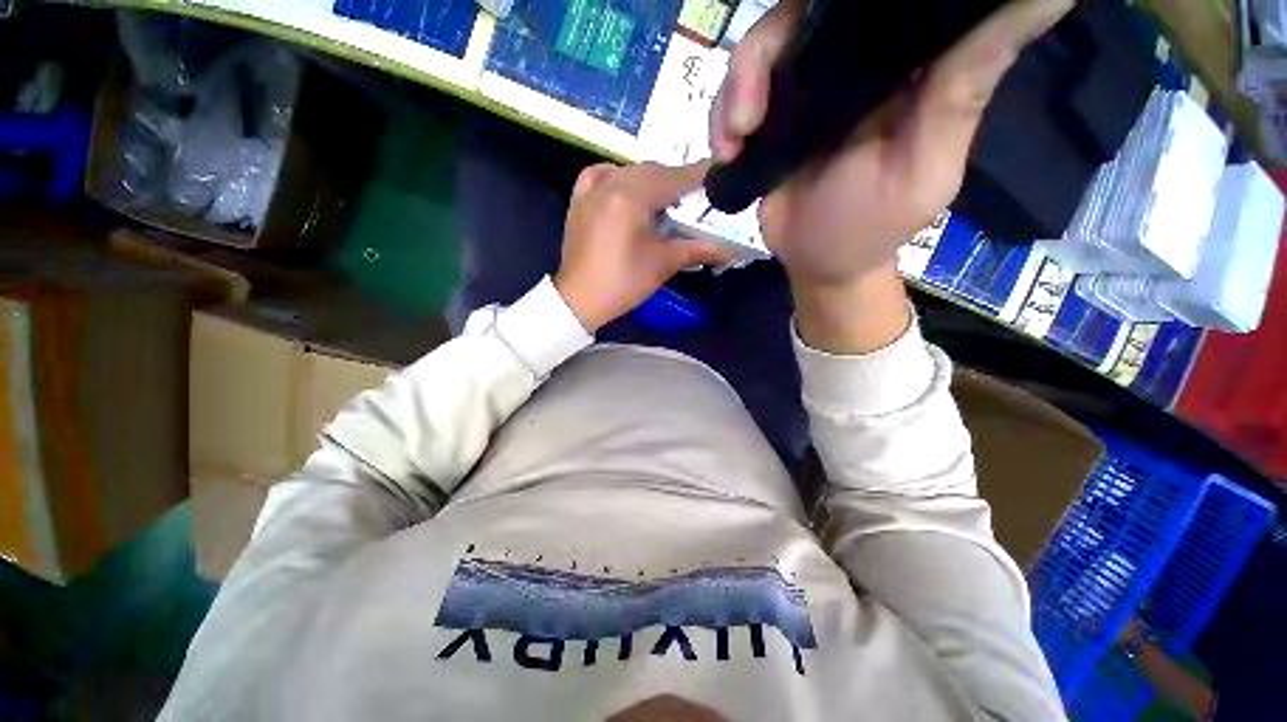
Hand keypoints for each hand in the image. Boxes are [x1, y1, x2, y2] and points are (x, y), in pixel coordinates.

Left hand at [554, 162, 732, 332]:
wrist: (580, 299)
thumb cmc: (623, 283)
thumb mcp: (662, 264)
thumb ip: (696, 250)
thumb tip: (729, 250)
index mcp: (631, 198)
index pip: (672, 178)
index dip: (697, 175)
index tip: (717, 172)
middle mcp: (610, 184)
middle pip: (651, 171)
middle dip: (675, 179)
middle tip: (694, 194)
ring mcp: (591, 191)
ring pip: (628, 171)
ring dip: (650, 178)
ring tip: (665, 196)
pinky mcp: (579, 201)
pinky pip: (600, 175)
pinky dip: (618, 176)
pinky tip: (626, 186)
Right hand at [711, 0, 1071, 351]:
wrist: (818, 261)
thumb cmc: (874, 225)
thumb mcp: (926, 164)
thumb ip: (968, 86)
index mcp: (905, 61)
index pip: (882, 0)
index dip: (842, 1)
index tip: (820, 15)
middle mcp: (852, 60)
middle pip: (802, 14)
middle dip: (764, 53)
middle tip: (749, 113)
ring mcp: (803, 87)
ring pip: (760, 50)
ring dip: (735, 90)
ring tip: (735, 141)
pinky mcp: (768, 118)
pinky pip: (734, 96)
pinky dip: (721, 119)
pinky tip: (723, 154)